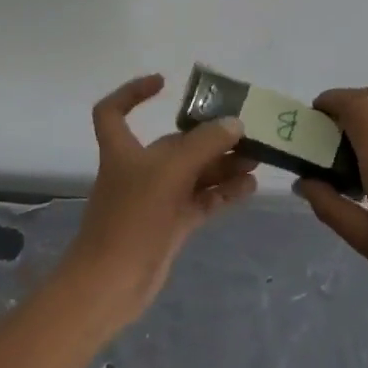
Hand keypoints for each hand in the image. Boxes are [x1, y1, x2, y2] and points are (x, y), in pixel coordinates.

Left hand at [63, 74, 258, 316]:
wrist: (111, 285)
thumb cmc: (131, 218)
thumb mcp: (169, 173)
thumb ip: (204, 144)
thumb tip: (234, 124)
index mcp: (123, 150)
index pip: (113, 111)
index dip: (133, 92)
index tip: (163, 83)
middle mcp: (139, 170)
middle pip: (175, 144)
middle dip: (208, 136)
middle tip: (246, 133)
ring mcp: (156, 200)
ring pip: (193, 173)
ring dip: (222, 164)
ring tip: (256, 159)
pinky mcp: (171, 225)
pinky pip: (202, 200)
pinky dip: (223, 192)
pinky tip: (250, 188)